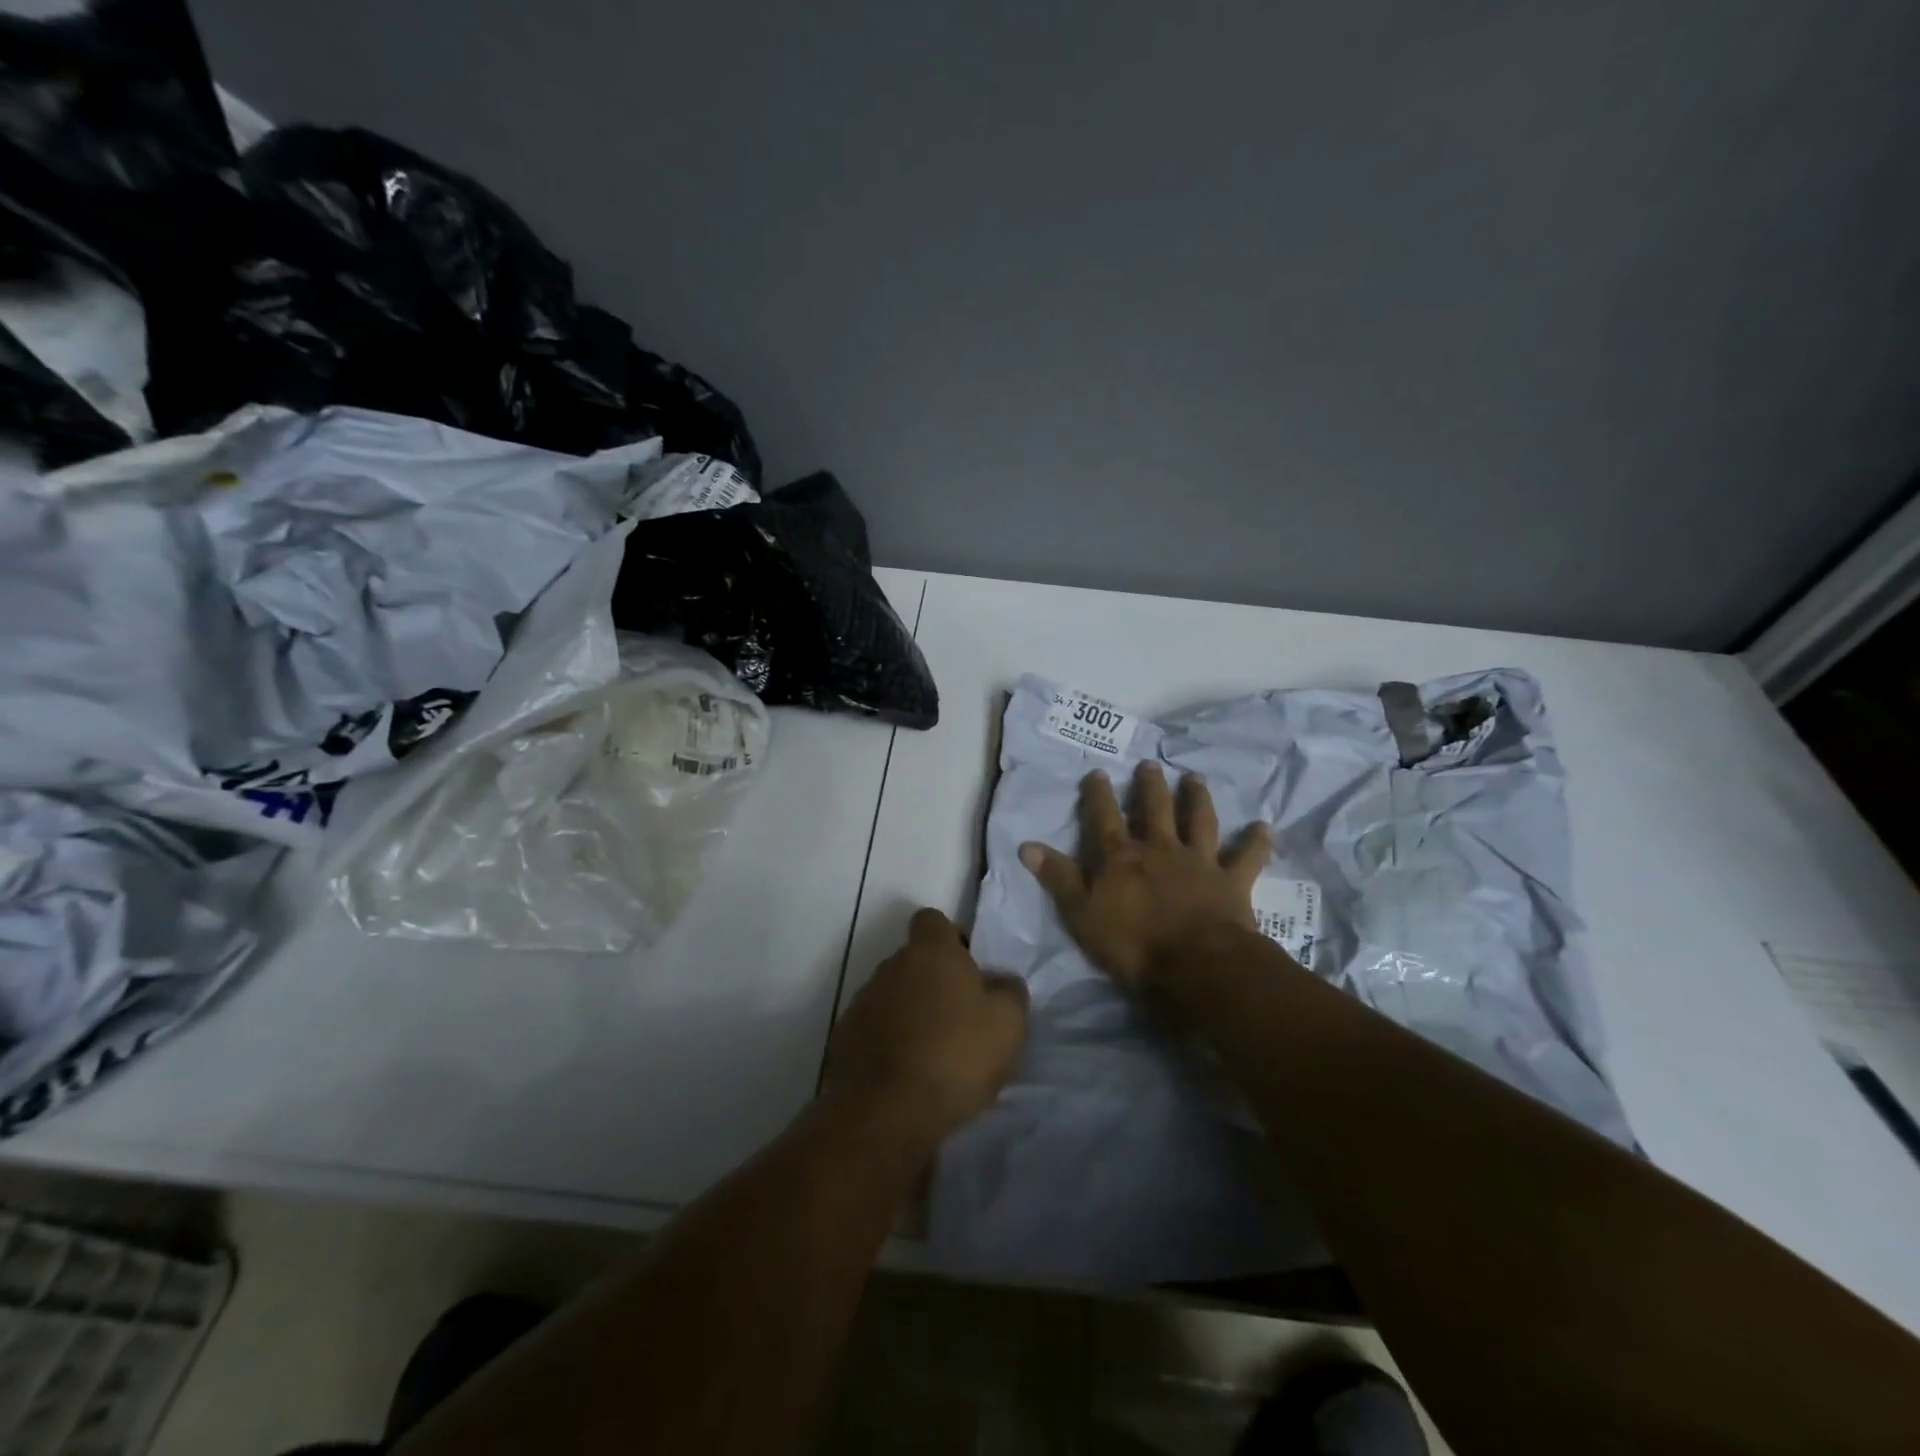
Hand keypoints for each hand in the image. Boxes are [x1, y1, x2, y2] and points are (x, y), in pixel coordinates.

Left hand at [824, 909, 1028, 1148]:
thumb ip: (1009, 991)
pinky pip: (874, 1027)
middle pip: (914, 960)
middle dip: (933, 981)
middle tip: (959, 1017)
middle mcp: (891, 966)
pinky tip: (908, 1073)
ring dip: (911, 1012)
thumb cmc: (955, 1056)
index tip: (968, 968)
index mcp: (930, 952)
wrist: (886, 1112)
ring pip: (894, 994)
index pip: (933, 920)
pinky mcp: (845, 1037)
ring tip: (934, 1052)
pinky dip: (889, 1041)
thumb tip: (1000, 981)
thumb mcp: (1008, 1024)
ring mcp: (863, 1001)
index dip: (951, 938)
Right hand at [1020, 762, 1271, 988]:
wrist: (1196, 965)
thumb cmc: (1133, 945)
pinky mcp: (1231, 881)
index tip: (1097, 772)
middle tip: (1150, 765)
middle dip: (1150, 786)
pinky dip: (1256, 842)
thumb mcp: (1081, 914)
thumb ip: (1059, 878)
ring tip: (1195, 777)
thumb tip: (1027, 845)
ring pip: (1198, 821)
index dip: (1098, 795)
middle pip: (1154, 809)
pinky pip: (1247, 857)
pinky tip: (1264, 826)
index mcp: (1122, 858)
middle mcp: (1160, 849)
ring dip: (1197, 798)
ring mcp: (1198, 862)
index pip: (1104, 818)